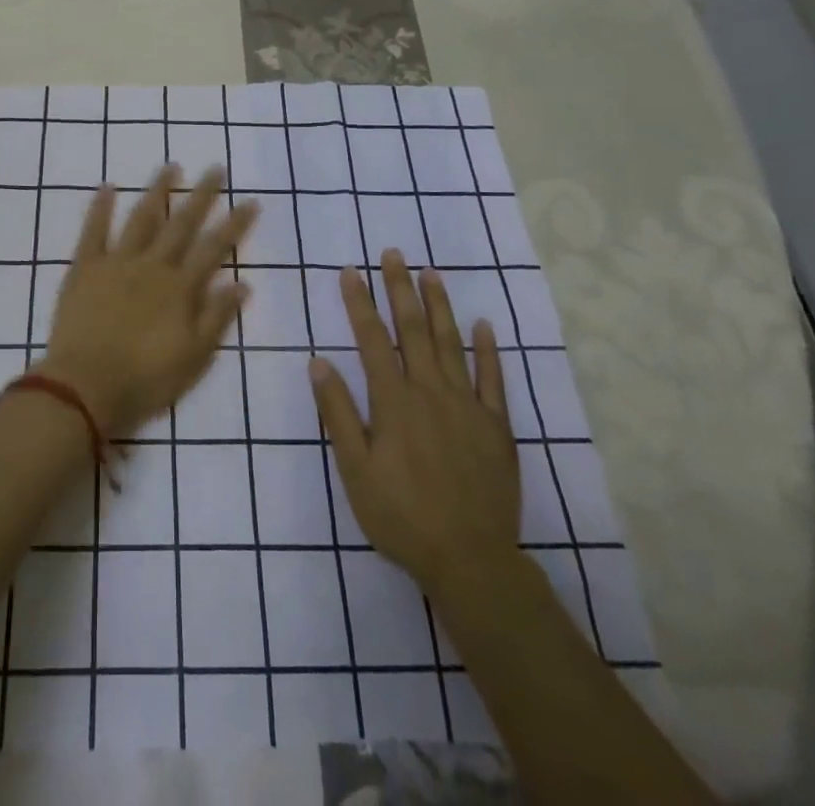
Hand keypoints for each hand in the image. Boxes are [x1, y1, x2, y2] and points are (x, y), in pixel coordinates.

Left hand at [37, 165, 258, 438]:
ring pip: (141, 218)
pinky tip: (108, 187)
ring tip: (171, 166)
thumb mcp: (194, 357)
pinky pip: (93, 231)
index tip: (251, 200)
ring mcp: (117, 262)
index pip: (215, 248)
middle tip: (216, 168)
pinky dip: (100, 208)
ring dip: (157, 191)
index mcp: (181, 288)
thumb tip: (243, 283)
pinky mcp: (85, 267)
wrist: (85, 388)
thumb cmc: (146, 381)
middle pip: (182, 224)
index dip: (235, 224)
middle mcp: (153, 265)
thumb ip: (217, 317)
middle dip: (202, 195)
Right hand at [310, 251, 520, 594]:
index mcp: (394, 401)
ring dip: (440, 306)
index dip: (359, 303)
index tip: (350, 271)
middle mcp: (430, 391)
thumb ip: (337, 413)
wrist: (471, 560)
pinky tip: (484, 325)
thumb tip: (318, 361)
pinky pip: (494, 379)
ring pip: (451, 343)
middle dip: (400, 289)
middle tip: (394, 253)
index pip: (372, 339)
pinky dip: (489, 350)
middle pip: (413, 330)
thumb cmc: (402, 516)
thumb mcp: (355, 470)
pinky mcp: (496, 425)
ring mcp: (468, 405)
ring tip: (431, 273)